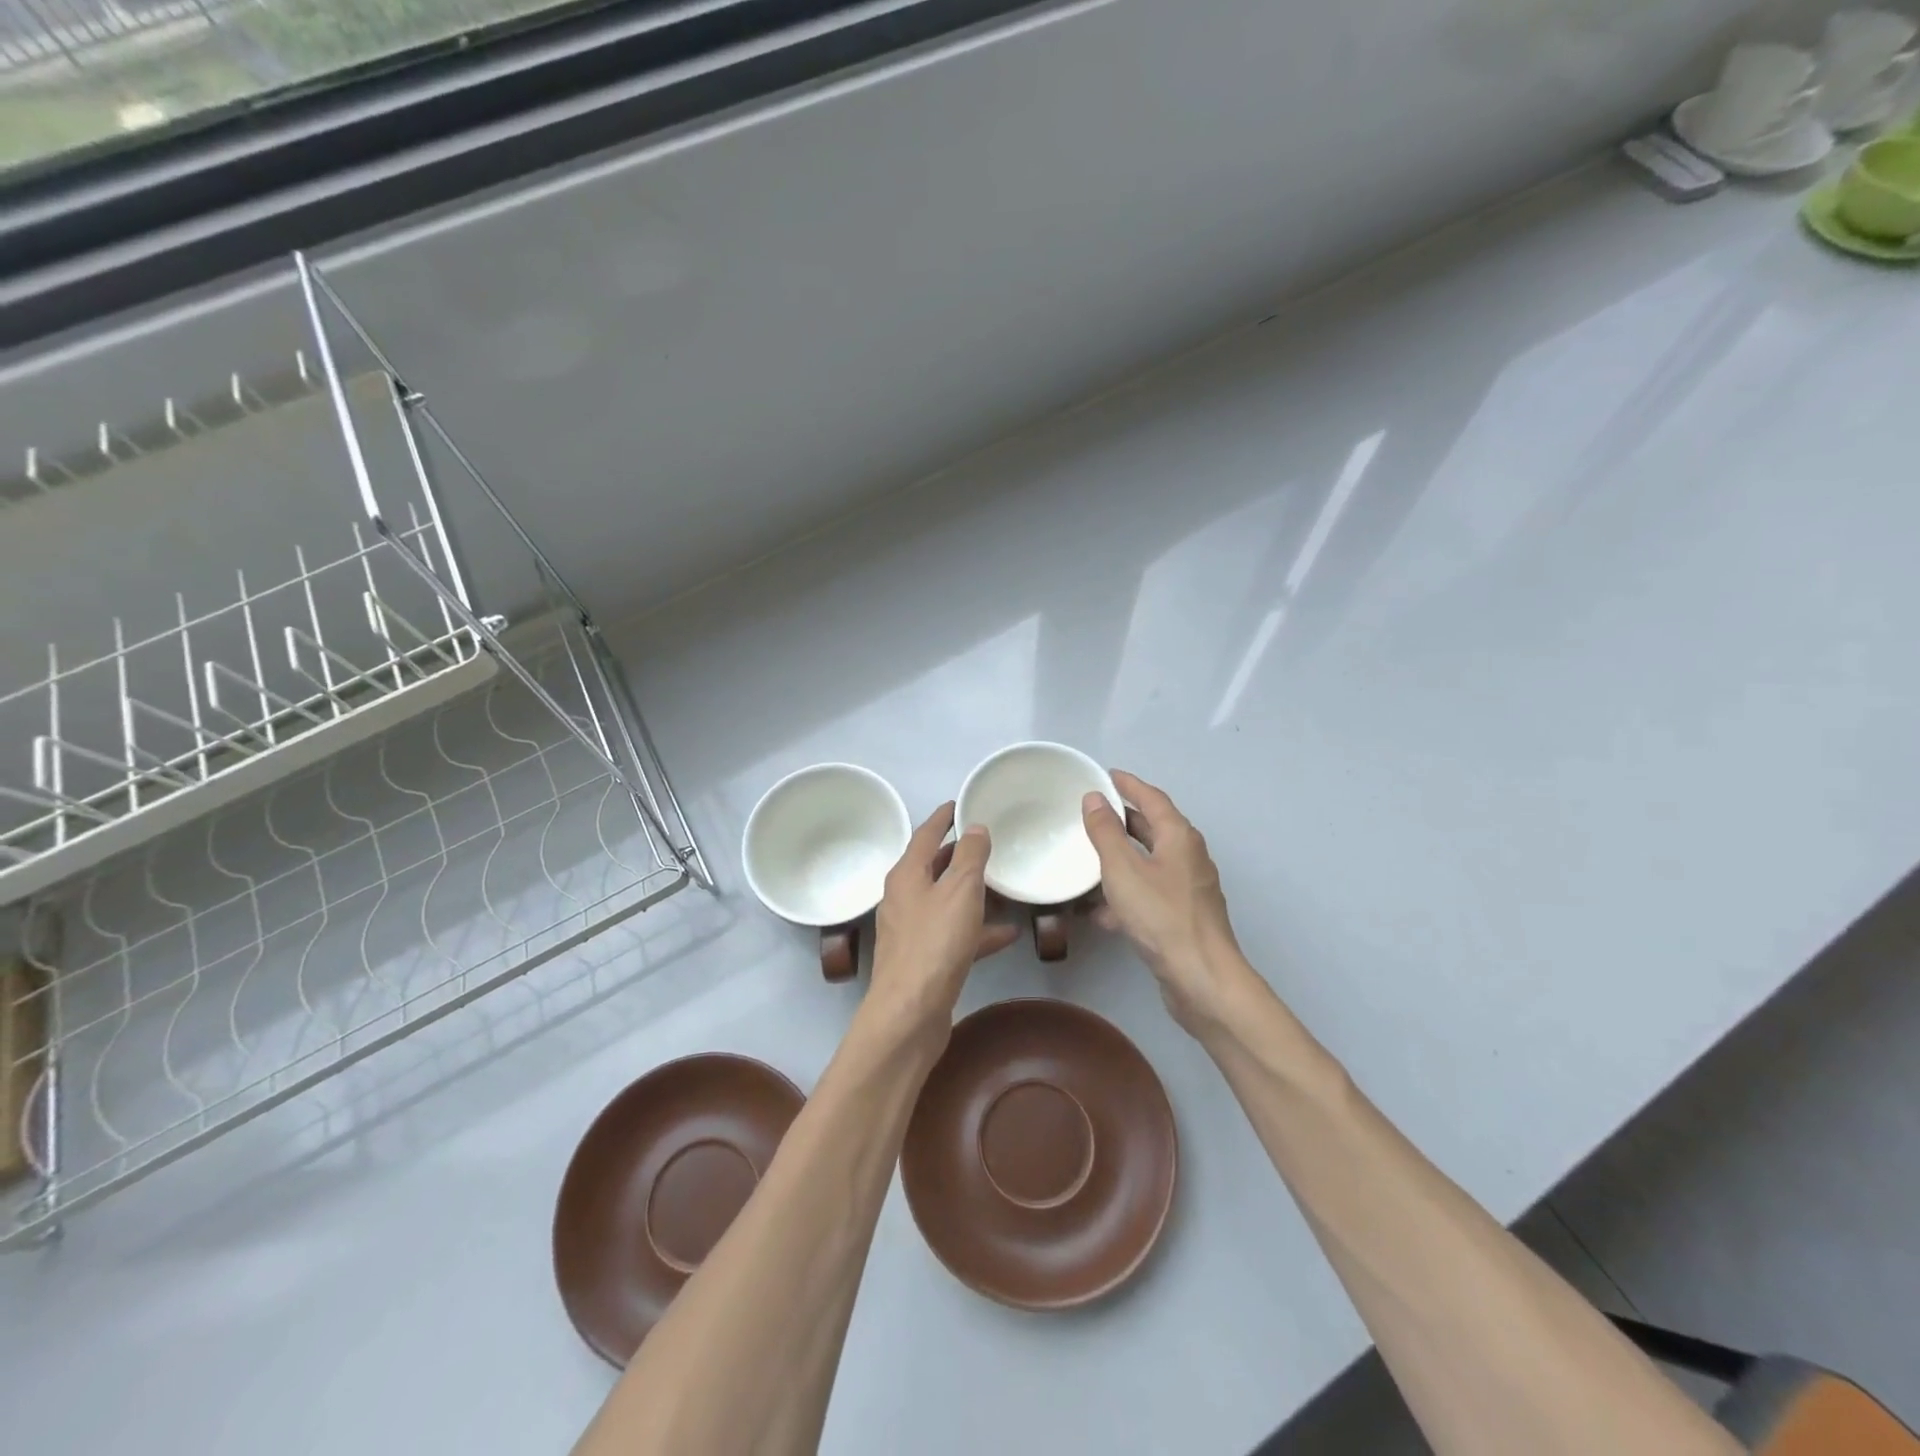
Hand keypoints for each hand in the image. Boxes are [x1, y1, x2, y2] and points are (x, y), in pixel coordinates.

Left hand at [866, 803, 1019, 1045]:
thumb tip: (974, 827)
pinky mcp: (924, 960)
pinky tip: (1007, 934)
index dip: (943, 817)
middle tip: (987, 844)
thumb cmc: (935, 942)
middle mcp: (904, 898)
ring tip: (1004, 888)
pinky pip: (954, 934)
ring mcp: (912, 931)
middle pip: (933, 868)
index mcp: (907, 874)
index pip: (925, 834)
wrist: (910, 1012)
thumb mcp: (960, 891)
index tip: (958, 804)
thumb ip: (970, 856)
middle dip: (959, 856)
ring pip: (946, 902)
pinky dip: (977, 930)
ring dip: (972, 895)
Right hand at [1082, 770, 1257, 1036]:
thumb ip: (1106, 832)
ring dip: (1121, 859)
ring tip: (1088, 859)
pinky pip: (1150, 893)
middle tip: (1091, 813)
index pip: (1152, 798)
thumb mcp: (1123, 870)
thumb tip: (1095, 798)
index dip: (1128, 784)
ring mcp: (1188, 888)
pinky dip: (1126, 893)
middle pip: (1153, 828)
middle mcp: (1188, 856)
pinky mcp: (1183, 916)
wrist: (1201, 978)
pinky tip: (1100, 912)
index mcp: (1179, 837)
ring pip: (1149, 863)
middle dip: (1123, 820)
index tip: (1105, 775)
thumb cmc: (1161, 916)